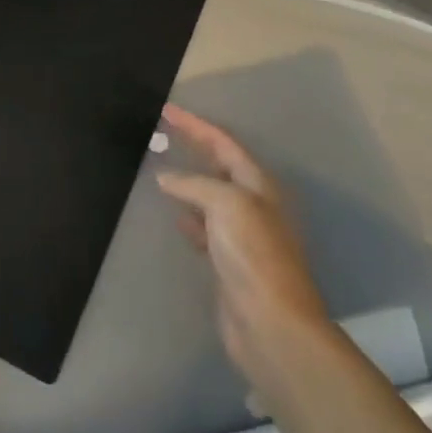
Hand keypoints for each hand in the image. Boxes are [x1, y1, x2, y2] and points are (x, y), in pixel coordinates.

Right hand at [156, 105, 330, 392]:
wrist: (270, 322)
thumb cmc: (253, 254)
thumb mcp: (226, 204)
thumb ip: (195, 184)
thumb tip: (166, 177)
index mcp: (258, 184)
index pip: (224, 143)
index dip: (196, 125)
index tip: (167, 110)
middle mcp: (253, 204)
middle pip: (220, 166)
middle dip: (194, 148)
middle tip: (163, 133)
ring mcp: (243, 233)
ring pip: (211, 196)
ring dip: (189, 181)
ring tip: (161, 170)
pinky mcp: (230, 260)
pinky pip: (206, 227)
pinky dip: (189, 216)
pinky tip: (175, 216)